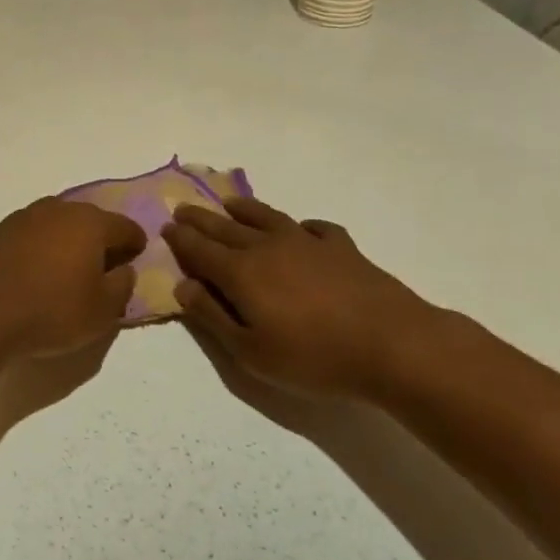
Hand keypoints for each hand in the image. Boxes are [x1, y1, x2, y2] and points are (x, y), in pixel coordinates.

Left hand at [0, 198, 146, 359]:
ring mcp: (26, 217)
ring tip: (70, 269)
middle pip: (91, 220)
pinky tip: (39, 270)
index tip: (136, 260)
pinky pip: (34, 235)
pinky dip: (43, 247)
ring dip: (69, 241)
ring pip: (60, 224)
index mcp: (91, 222)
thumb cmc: (51, 310)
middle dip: (102, 239)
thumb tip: (124, 269)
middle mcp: (60, 209)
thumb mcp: (102, 311)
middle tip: (105, 266)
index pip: (126, 227)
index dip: (136, 245)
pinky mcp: (0, 231)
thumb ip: (122, 286)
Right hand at [162, 197, 441, 401]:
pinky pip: (314, 227)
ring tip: (229, 203)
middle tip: (184, 208)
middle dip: (202, 219)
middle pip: (226, 228)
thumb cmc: (313, 356)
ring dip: (243, 209)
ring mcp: (307, 243)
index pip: (200, 250)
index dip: (181, 239)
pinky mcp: (342, 248)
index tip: (167, 226)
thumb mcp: (250, 351)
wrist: (392, 345)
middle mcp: (268, 248)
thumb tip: (182, 286)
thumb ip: (212, 317)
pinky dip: (300, 225)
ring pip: (266, 218)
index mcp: (241, 273)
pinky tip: (301, 229)